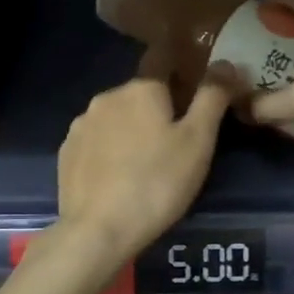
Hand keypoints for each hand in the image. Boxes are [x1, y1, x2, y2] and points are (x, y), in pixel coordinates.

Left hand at [57, 67, 238, 262]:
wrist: (98, 231)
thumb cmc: (157, 183)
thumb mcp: (198, 141)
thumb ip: (212, 97)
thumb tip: (226, 62)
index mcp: (141, 88)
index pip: (165, 62)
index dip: (182, 76)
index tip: (194, 101)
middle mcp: (107, 96)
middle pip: (140, 94)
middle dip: (157, 110)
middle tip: (176, 145)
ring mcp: (81, 124)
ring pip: (115, 118)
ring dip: (131, 131)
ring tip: (145, 166)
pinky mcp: (66, 152)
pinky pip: (95, 142)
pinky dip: (108, 152)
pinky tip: (118, 178)